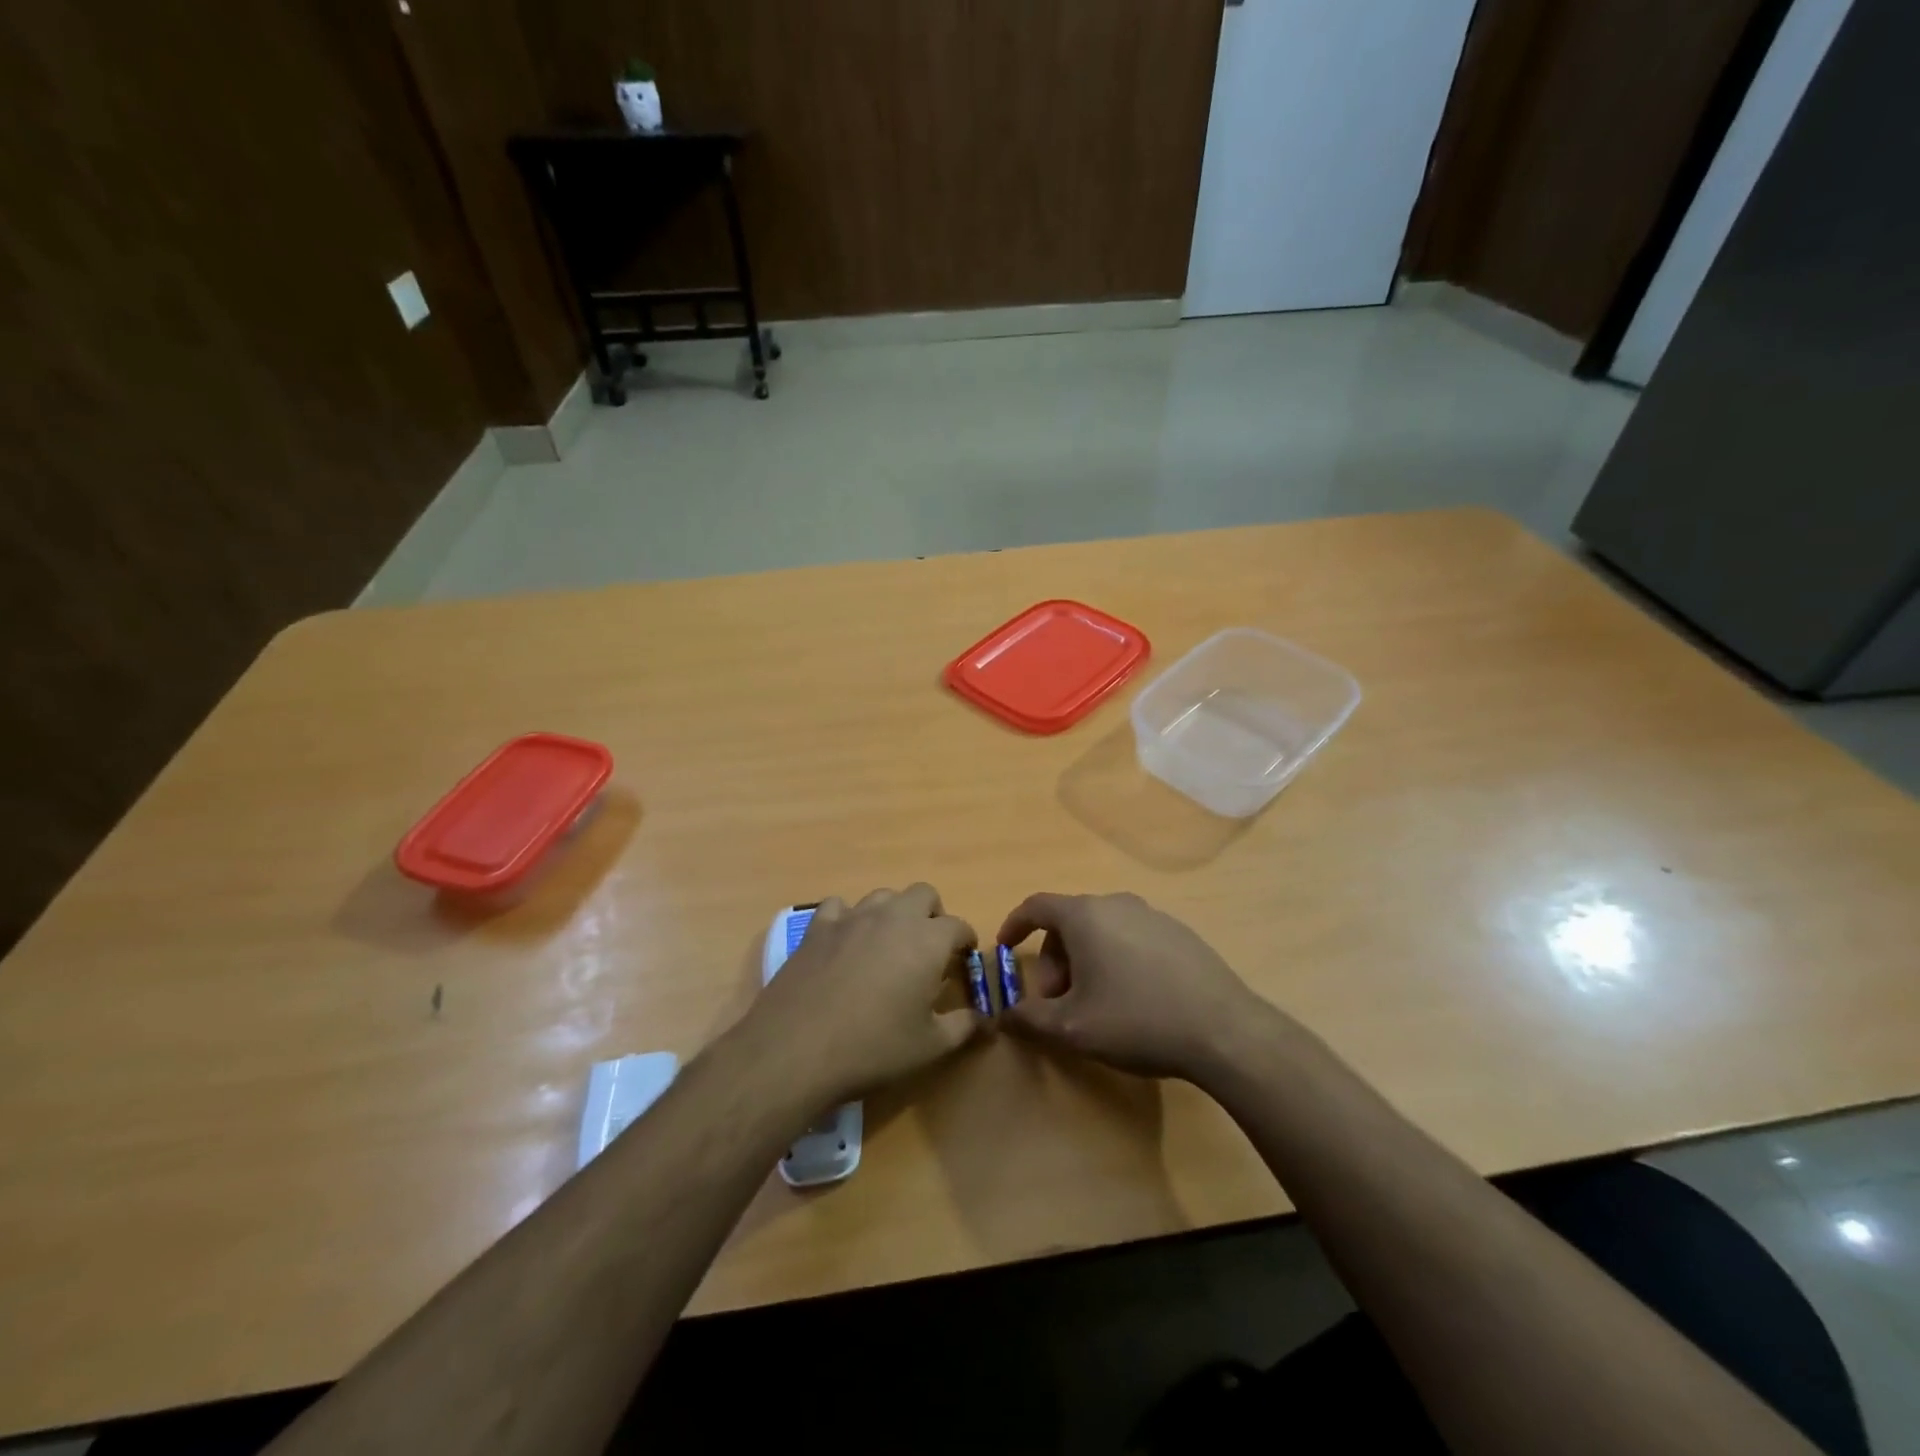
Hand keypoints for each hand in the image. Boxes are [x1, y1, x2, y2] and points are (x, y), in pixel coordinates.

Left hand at [746, 884, 982, 1104]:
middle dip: (933, 915)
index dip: (965, 943)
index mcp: (927, 940)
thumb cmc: (873, 1048)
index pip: (959, 926)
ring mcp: (852, 917)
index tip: (963, 962)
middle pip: (924, 894)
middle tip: (929, 949)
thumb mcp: (930, 1046)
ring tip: (889, 945)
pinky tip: (845, 942)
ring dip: (894, 913)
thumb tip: (987, 1021)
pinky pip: (839, 906)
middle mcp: (893, 917)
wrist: (797, 1049)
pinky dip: (849, 918)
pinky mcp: (818, 927)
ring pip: (884, 896)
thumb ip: (964, 1027)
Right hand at [997, 892, 1270, 1080]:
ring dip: (1085, 962)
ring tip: (1094, 1005)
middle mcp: (1117, 903)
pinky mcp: (1179, 933)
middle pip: (1069, 922)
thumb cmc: (1136, 1020)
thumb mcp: (1072, 1029)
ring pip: (1101, 931)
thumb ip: (1029, 1019)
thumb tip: (1004, 1015)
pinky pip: (1131, 938)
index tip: (1004, 949)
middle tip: (1057, 1001)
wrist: (1223, 1031)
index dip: (1014, 925)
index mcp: (1085, 915)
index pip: (1036, 906)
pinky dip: (1115, 959)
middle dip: (1053, 960)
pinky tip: (1132, 999)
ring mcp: (1153, 915)